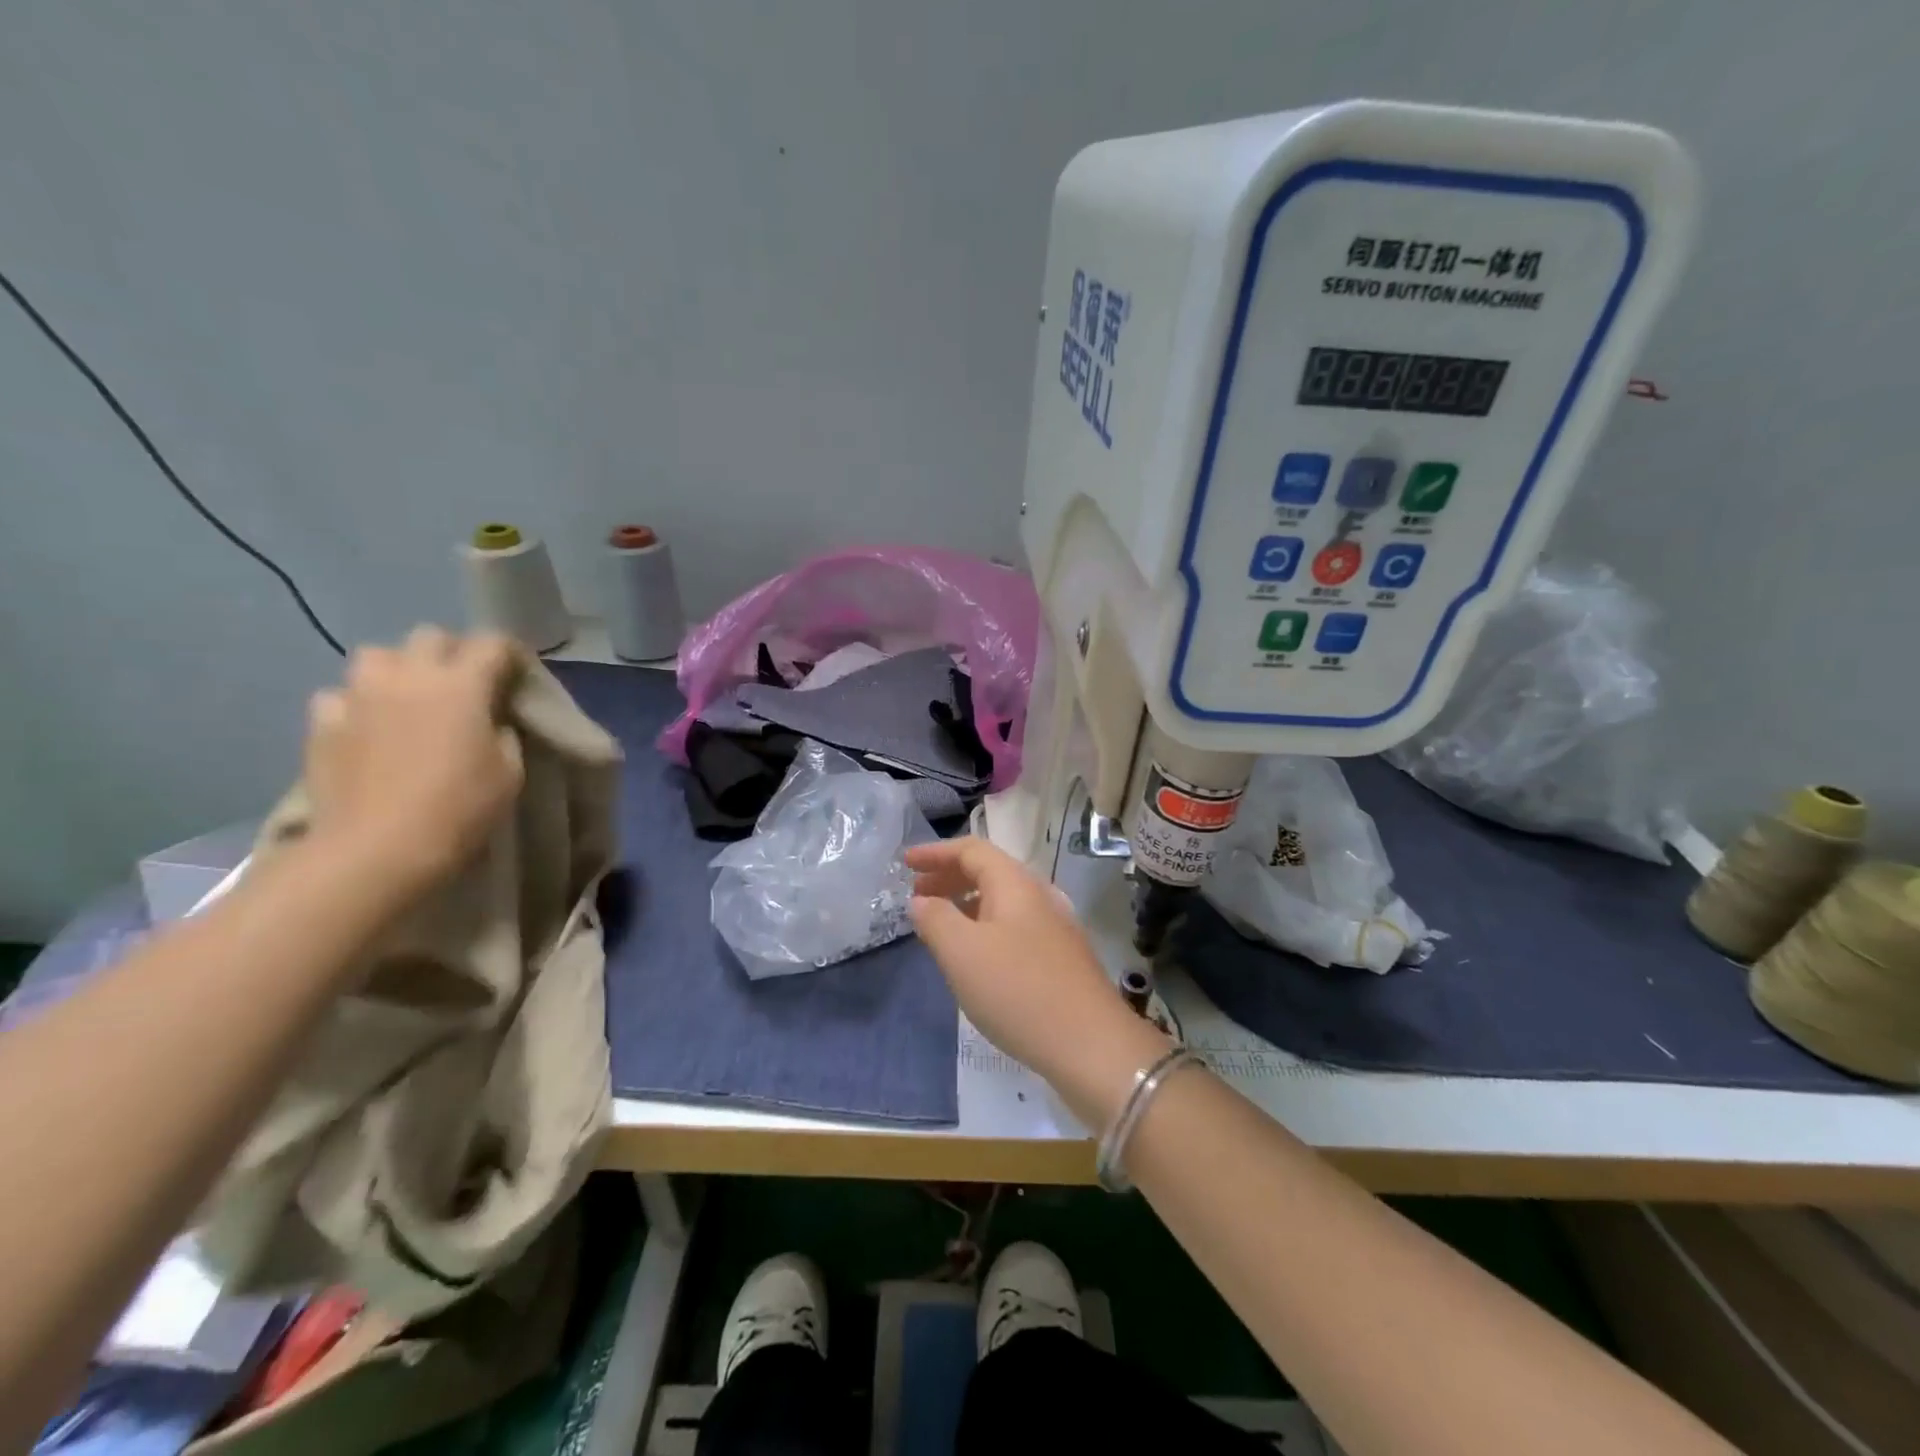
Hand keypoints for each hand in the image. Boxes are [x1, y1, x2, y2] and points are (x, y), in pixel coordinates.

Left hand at [303, 627, 525, 895]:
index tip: (517, 673)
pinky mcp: (322, 723)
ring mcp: (359, 696)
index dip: (509, 653)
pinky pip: (340, 695)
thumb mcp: (510, 772)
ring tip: (409, 698)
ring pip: (378, 655)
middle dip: (453, 652)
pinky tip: (367, 727)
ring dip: (399, 669)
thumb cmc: (458, 809)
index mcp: (462, 685)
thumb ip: (503, 732)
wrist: (376, 850)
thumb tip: (491, 721)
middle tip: (465, 685)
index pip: (492, 643)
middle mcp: (408, 675)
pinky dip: (357, 704)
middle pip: (431, 636)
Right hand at [906, 837, 1169, 1126]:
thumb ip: (935, 919)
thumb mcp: (962, 953)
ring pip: (1003, 902)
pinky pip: (1014, 927)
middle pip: (989, 872)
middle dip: (949, 877)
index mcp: (1016, 883)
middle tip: (916, 895)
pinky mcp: (1062, 958)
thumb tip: (921, 900)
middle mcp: (1039, 895)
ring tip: (939, 926)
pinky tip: (976, 958)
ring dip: (966, 904)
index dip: (935, 852)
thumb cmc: (1018, 990)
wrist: (1092, 1046)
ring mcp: (1056, 927)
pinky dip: (985, 928)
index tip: (905, 863)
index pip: (971, 850)